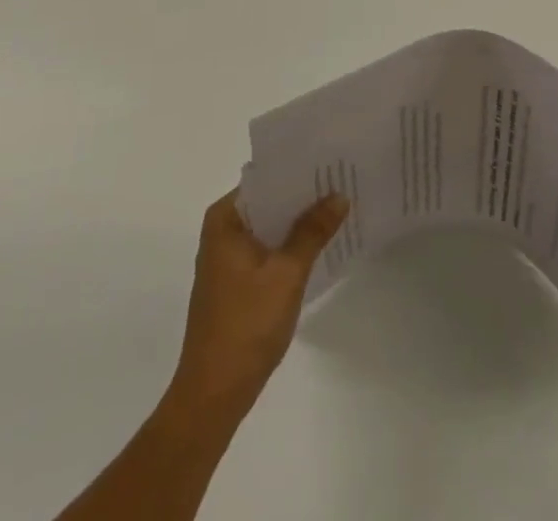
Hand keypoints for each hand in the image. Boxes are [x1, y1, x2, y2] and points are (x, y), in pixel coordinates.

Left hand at [168, 190, 347, 418]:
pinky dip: (289, 246)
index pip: (266, 179)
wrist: (213, 395)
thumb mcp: (287, 273)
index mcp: (225, 218)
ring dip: (298, 223)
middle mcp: (221, 230)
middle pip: (269, 202)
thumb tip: (339, 195)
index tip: (332, 162)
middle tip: (344, 182)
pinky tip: (319, 246)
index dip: (299, 171)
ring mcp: (226, 258)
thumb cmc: (247, 325)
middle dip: (303, 196)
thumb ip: (313, 231)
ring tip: (339, 208)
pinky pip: (267, 249)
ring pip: (269, 227)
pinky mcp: (235, 282)